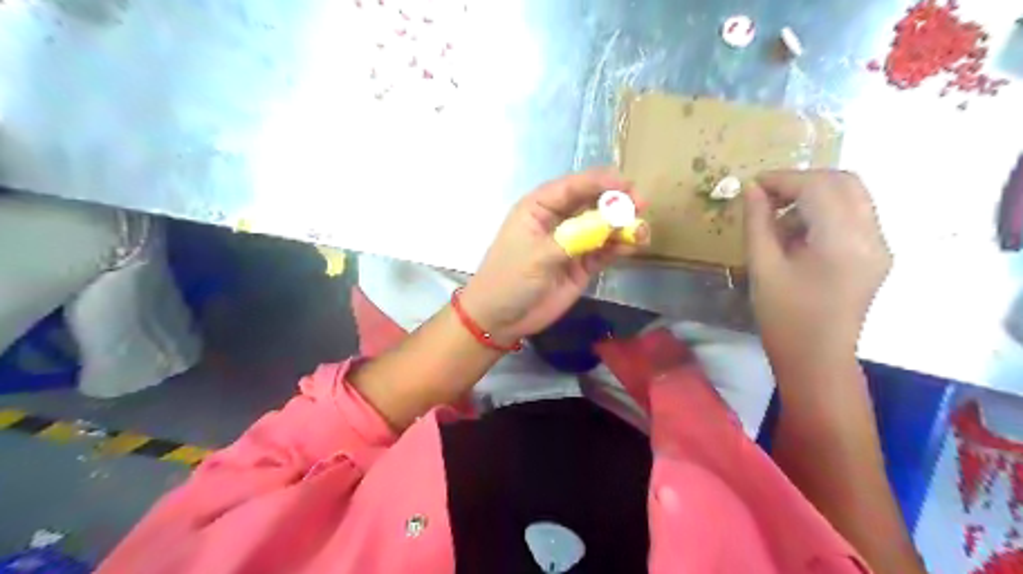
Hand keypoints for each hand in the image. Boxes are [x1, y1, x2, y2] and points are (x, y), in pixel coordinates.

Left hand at [462, 167, 644, 344]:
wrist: (500, 319)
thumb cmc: (510, 278)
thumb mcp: (539, 255)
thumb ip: (576, 238)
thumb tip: (613, 220)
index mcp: (539, 207)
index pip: (572, 186)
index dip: (600, 182)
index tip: (626, 184)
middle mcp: (558, 220)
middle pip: (592, 202)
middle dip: (616, 202)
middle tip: (640, 205)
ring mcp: (572, 243)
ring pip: (602, 226)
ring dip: (622, 226)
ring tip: (641, 231)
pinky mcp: (582, 265)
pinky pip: (605, 250)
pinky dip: (619, 247)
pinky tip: (632, 247)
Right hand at [744, 171, 897, 366]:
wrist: (817, 358)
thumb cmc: (784, 317)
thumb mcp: (763, 267)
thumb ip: (758, 222)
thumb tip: (751, 188)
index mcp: (843, 242)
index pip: (819, 187)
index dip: (784, 179)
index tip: (753, 185)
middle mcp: (872, 236)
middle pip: (844, 182)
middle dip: (802, 181)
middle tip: (767, 196)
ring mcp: (880, 245)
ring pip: (852, 196)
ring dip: (814, 195)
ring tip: (779, 218)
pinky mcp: (876, 254)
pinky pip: (854, 215)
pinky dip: (825, 211)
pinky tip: (799, 233)